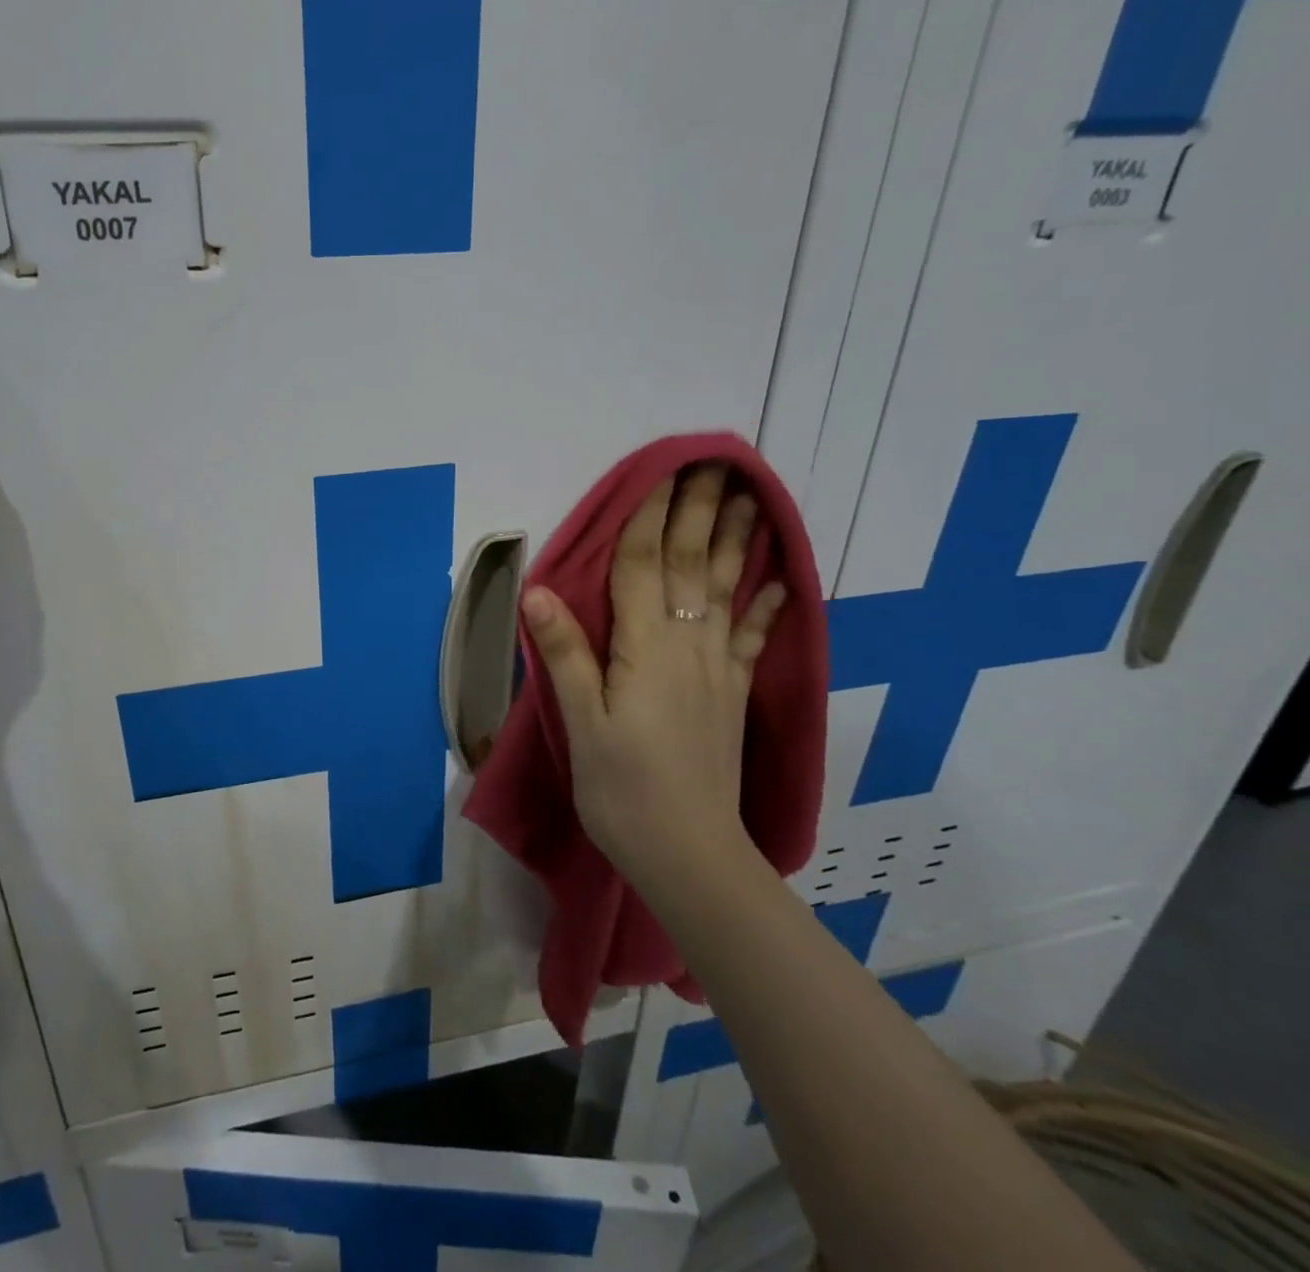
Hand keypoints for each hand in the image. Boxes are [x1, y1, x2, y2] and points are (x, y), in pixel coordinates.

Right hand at [520, 467, 783, 885]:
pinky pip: (751, 638)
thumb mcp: (581, 723)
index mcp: (644, 649)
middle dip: (700, 512)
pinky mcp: (731, 693)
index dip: (650, 516)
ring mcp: (716, 669)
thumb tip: (538, 590)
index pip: (643, 567)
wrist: (689, 853)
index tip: (663, 470)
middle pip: (691, 566)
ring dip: (737, 542)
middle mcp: (686, 646)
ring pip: (725, 590)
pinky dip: (764, 605)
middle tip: (715, 464)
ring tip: (751, 500)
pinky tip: (779, 582)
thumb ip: (565, 654)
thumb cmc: (622, 788)